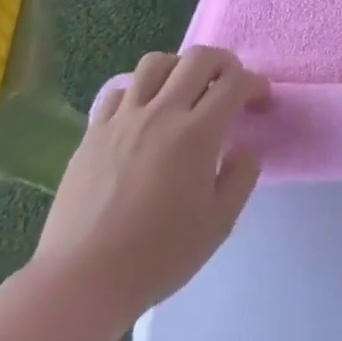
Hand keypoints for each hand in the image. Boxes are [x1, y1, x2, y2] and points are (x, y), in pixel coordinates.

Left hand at [32, 47, 269, 328]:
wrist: (80, 282)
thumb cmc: (157, 256)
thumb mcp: (219, 224)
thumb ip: (242, 177)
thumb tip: (246, 148)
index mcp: (198, 133)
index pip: (235, 82)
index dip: (255, 84)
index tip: (261, 100)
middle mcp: (162, 113)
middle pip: (199, 58)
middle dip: (224, 63)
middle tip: (230, 85)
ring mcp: (123, 120)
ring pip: (156, 63)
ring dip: (179, 68)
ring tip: (185, 91)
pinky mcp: (93, 133)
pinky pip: (119, 91)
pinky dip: (139, 91)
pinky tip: (144, 113)